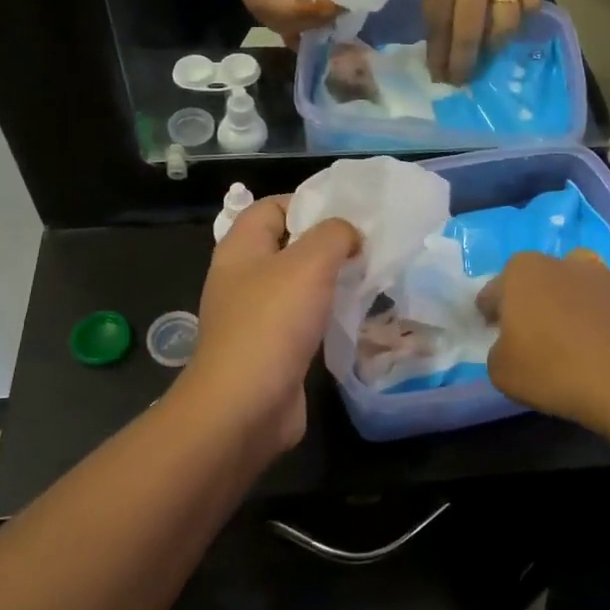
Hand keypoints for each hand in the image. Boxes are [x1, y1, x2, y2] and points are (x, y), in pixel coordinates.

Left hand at [186, 196, 360, 456]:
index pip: (272, 206)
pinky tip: (354, 316)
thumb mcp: (310, 263)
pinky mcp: (270, 348)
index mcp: (241, 247)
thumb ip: (334, 234)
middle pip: (288, 244)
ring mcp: (254, 315)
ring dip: (330, 279)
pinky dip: (326, 313)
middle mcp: (243, 277)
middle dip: (327, 242)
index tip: (350, 213)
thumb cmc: (272, 323)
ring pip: (298, 283)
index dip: (309, 202)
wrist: (244, 407)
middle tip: (367, 245)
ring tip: (368, 277)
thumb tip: (349, 236)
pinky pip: (302, 318)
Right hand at [210, 0, 340, 42]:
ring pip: (278, 20)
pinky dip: (303, 17)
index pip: (266, 3)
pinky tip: (325, 13)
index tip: (330, 4)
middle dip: (308, 21)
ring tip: (338, 12)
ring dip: (308, 22)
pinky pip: (283, 9)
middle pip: (273, 19)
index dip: (299, 11)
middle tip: (342, 9)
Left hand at [408, 0, 543, 82]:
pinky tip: (510, 25)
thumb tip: (437, 25)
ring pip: (505, 26)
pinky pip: (531, 3)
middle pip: (471, 36)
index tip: (438, 77)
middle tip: (460, 82)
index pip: (439, 28)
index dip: (438, 56)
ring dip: (493, 47)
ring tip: (485, 55)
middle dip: (464, 65)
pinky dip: (522, 20)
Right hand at [476, 250, 609, 453]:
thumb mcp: (501, 372)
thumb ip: (497, 349)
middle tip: (536, 336)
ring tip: (577, 332)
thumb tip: (510, 343)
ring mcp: (604, 273)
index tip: (495, 336)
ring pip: (579, 279)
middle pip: (537, 279)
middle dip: (533, 301)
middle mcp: (561, 261)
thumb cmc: (555, 373)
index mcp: (521, 272)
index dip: (491, 315)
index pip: (493, 292)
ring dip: (573, 298)